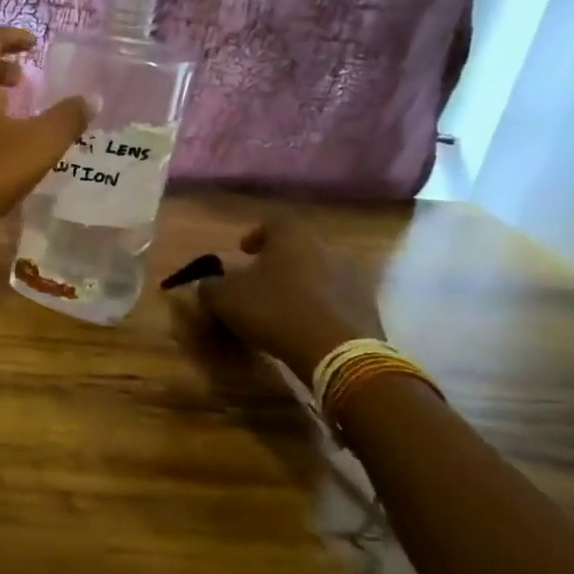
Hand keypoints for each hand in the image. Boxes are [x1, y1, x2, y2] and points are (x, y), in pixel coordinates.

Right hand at [196, 219, 385, 378]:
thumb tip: (206, 284)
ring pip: (319, 272)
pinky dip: (320, 305)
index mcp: (292, 237)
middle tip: (261, 280)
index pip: (273, 223)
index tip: (243, 252)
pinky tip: (305, 324)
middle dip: (279, 261)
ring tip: (283, 305)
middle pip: (299, 247)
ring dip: (301, 284)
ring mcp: (352, 276)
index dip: (256, 236)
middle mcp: (326, 247)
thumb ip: (210, 287)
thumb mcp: (226, 299)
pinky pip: (336, 298)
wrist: (336, 350)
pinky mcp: (367, 305)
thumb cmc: (275, 311)